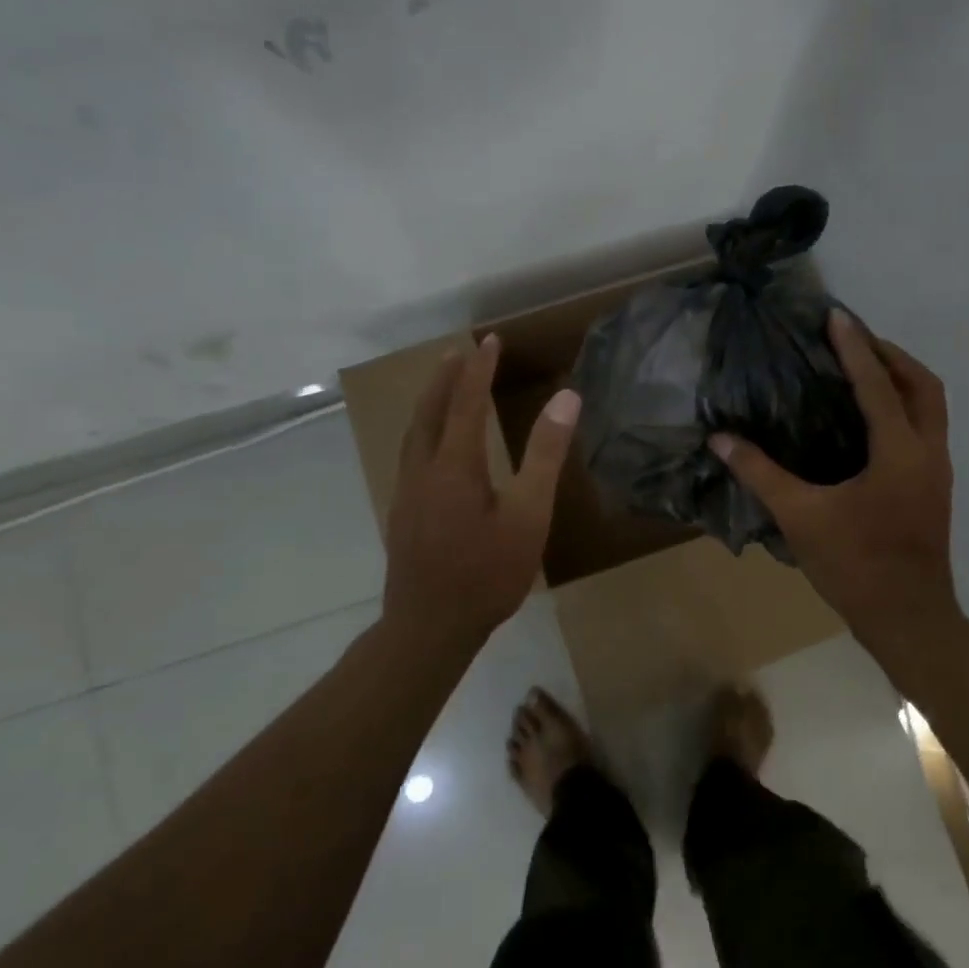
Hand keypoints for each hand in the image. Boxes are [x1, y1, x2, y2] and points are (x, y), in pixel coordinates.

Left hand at [381, 335, 580, 652]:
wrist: (429, 627)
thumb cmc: (487, 573)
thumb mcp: (528, 515)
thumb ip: (545, 455)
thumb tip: (566, 398)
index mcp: (455, 464)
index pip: (467, 402)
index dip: (480, 369)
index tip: (490, 340)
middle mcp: (423, 469)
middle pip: (430, 411)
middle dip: (446, 378)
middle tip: (459, 352)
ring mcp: (406, 493)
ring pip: (414, 433)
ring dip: (430, 403)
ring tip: (442, 386)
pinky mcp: (402, 514)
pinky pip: (410, 454)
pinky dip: (423, 430)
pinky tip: (432, 446)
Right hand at [711, 311, 958, 641]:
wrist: (907, 618)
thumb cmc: (855, 565)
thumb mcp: (800, 516)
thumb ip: (760, 473)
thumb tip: (720, 439)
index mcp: (899, 451)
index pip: (877, 384)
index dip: (855, 347)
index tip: (836, 316)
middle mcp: (927, 451)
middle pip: (923, 384)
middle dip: (890, 355)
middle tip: (853, 340)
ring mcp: (937, 470)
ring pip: (930, 406)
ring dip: (901, 379)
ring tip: (863, 369)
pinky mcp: (933, 488)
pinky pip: (924, 428)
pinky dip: (902, 407)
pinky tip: (870, 419)